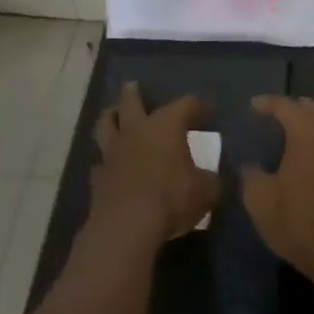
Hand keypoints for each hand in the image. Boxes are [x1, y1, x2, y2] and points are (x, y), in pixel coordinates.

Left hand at [86, 83, 218, 250]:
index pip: (186, 103)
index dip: (198, 105)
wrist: (126, 227)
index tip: (208, 111)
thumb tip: (215, 180)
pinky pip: (100, 161)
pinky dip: (105, 160)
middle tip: (133, 86)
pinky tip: (109, 164)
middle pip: (132, 102)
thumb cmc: (171, 198)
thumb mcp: (205, 191)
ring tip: (113, 114)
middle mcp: (137, 130)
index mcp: (167, 124)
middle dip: (134, 93)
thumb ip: (211, 181)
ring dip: (111, 117)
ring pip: (106, 124)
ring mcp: (113, 152)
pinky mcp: (98, 177)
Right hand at [241, 96, 313, 280]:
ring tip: (283, 133)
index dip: (266, 103)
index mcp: (306, 132)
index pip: (285, 105)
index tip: (251, 107)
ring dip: (305, 121)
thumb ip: (250, 175)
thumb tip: (249, 165)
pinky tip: (301, 153)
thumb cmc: (297, 219)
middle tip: (268, 116)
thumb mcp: (259, 200)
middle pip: (309, 108)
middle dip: (289, 108)